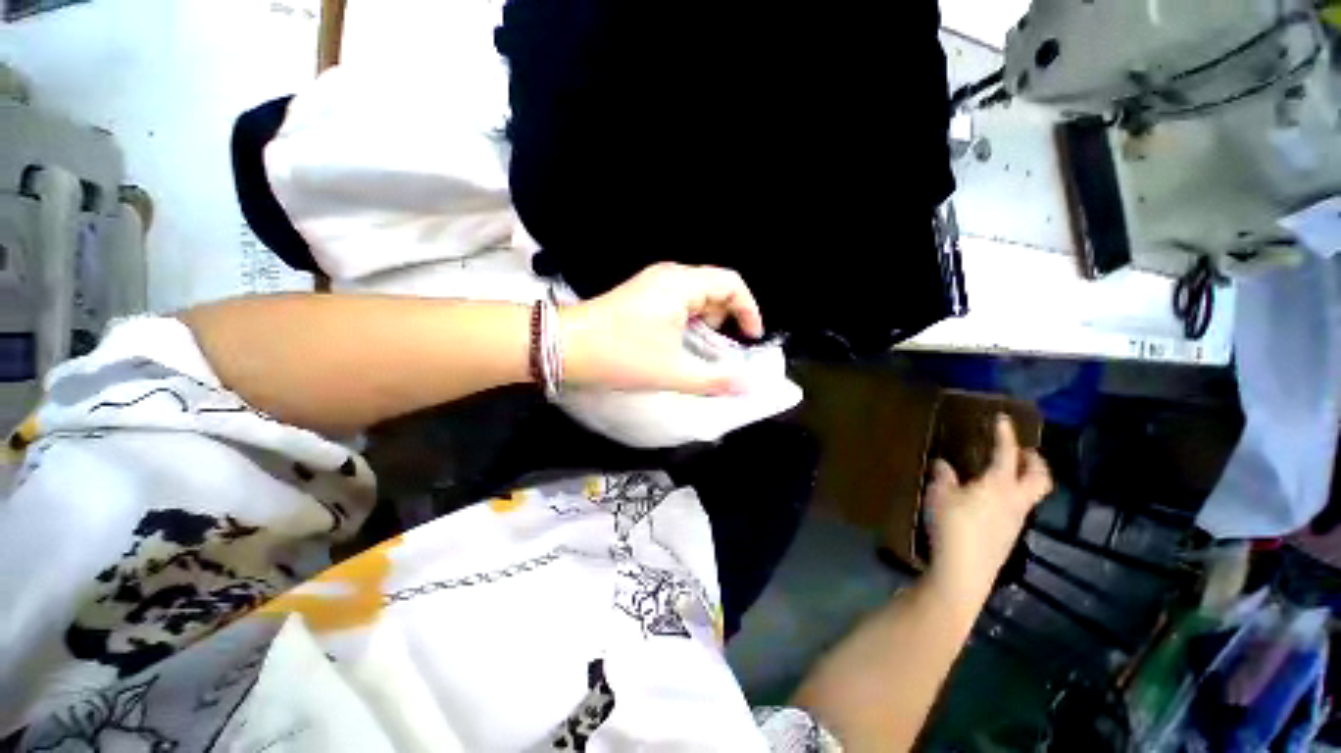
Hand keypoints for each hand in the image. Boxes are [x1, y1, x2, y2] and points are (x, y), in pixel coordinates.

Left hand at [559, 263, 763, 394]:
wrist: (564, 347)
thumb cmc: (622, 355)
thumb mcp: (673, 371)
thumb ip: (715, 380)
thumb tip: (747, 388)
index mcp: (681, 284)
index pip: (731, 283)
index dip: (749, 309)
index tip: (751, 338)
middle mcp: (669, 277)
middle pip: (714, 288)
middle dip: (726, 319)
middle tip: (723, 349)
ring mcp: (652, 285)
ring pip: (695, 297)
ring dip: (706, 323)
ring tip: (701, 350)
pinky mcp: (641, 296)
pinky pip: (677, 303)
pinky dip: (688, 322)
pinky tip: (679, 344)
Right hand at [924, 415, 1052, 606]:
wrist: (964, 571)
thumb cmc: (952, 526)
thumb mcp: (939, 495)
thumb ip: (943, 476)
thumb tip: (944, 464)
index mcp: (999, 485)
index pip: (1007, 454)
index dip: (1005, 435)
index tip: (1002, 419)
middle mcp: (1016, 501)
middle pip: (1039, 478)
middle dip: (1034, 461)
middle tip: (1024, 451)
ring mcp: (1016, 521)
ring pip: (1031, 495)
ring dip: (1024, 480)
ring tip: (1005, 474)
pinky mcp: (1009, 537)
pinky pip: (1018, 509)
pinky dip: (1012, 497)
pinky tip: (990, 501)